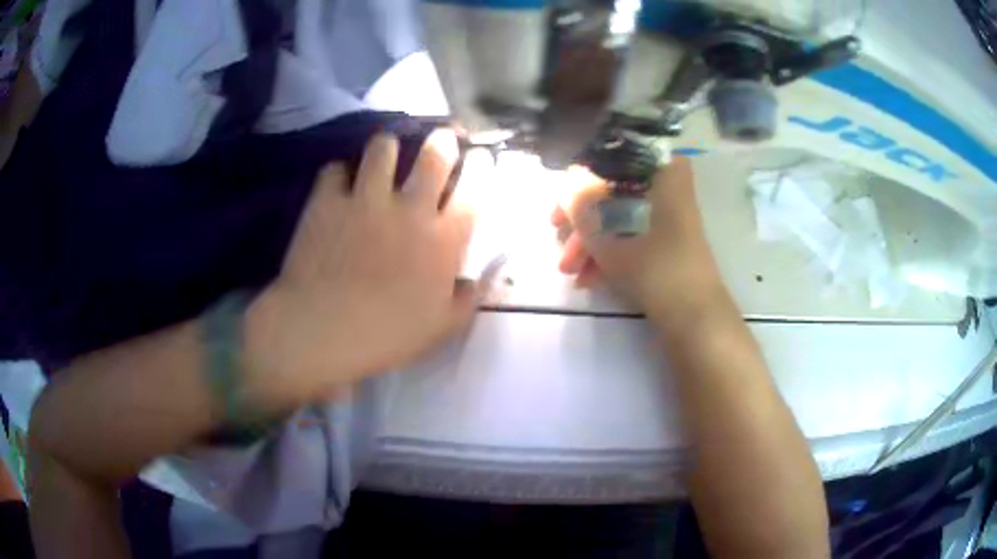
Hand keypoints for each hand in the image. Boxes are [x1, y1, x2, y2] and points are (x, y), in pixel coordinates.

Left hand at [245, 130, 490, 406]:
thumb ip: (466, 300)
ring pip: (384, 147)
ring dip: (388, 148)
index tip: (479, 157)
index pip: (474, 189)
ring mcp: (366, 199)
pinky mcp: (327, 200)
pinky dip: (339, 174)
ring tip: (384, 156)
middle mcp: (410, 208)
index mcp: (443, 239)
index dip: (481, 166)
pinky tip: (338, 186)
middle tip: (440, 141)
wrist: (322, 331)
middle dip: (443, 140)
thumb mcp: (441, 328)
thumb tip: (478, 281)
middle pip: (434, 154)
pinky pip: (336, 169)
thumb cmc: (387, 335)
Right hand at [554, 158, 721, 313]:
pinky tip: (588, 279)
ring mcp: (669, 215)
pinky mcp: (668, 240)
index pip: (613, 158)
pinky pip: (632, 235)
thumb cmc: (653, 266)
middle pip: (613, 190)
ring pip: (620, 215)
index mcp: (662, 170)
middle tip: (558, 235)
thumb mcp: (607, 233)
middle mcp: (668, 186)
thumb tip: (567, 184)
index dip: (582, 176)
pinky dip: (610, 251)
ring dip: (591, 240)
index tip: (562, 201)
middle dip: (583, 218)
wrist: (694, 316)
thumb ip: (581, 202)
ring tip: (569, 270)